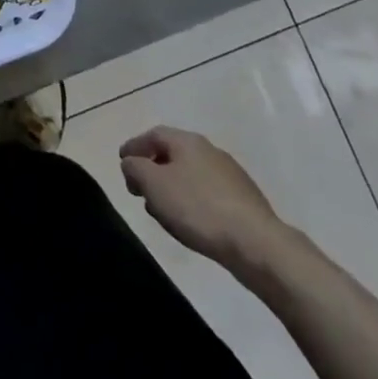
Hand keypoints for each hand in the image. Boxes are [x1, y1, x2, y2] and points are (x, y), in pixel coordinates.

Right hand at [120, 126, 293, 282]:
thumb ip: (135, 168)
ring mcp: (230, 174)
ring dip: (171, 187)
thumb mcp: (154, 185)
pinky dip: (191, 201)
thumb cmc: (197, 207)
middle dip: (152, 169)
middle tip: (139, 190)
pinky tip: (190, 222)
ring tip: (162, 210)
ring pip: (190, 174)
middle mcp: (210, 150)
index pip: (153, 134)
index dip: (134, 146)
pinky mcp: (243, 199)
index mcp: (187, 141)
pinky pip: (207, 193)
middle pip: (173, 153)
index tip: (122, 162)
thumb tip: (131, 163)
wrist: (256, 243)